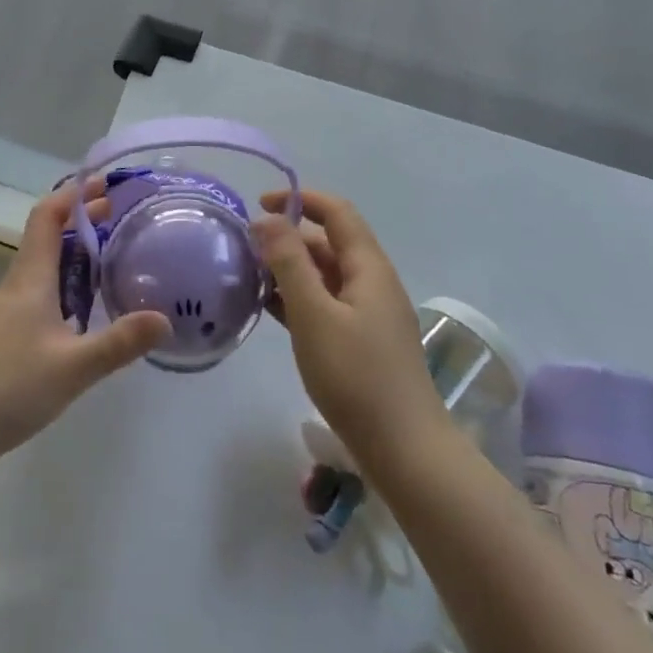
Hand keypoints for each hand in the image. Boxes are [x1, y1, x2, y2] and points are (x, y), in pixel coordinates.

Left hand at [0, 184, 170, 464]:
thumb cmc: (9, 385)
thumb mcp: (72, 367)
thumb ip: (119, 343)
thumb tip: (165, 319)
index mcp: (31, 277)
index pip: (47, 217)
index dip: (73, 195)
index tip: (104, 184)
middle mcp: (20, 284)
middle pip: (48, 236)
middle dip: (81, 219)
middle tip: (119, 214)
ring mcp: (11, 309)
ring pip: (46, 264)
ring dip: (75, 250)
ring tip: (111, 253)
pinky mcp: (9, 332)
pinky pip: (43, 290)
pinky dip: (68, 281)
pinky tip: (87, 306)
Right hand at [252, 190, 440, 464]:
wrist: (406, 453)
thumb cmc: (357, 377)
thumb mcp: (314, 315)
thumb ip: (289, 263)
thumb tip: (268, 219)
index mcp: (369, 268)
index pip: (337, 213)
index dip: (300, 199)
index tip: (259, 204)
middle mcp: (373, 284)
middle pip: (330, 244)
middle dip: (288, 238)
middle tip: (245, 248)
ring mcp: (369, 316)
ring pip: (326, 277)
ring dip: (290, 270)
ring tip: (248, 277)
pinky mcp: (362, 344)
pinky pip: (326, 305)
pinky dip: (298, 299)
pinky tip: (269, 310)